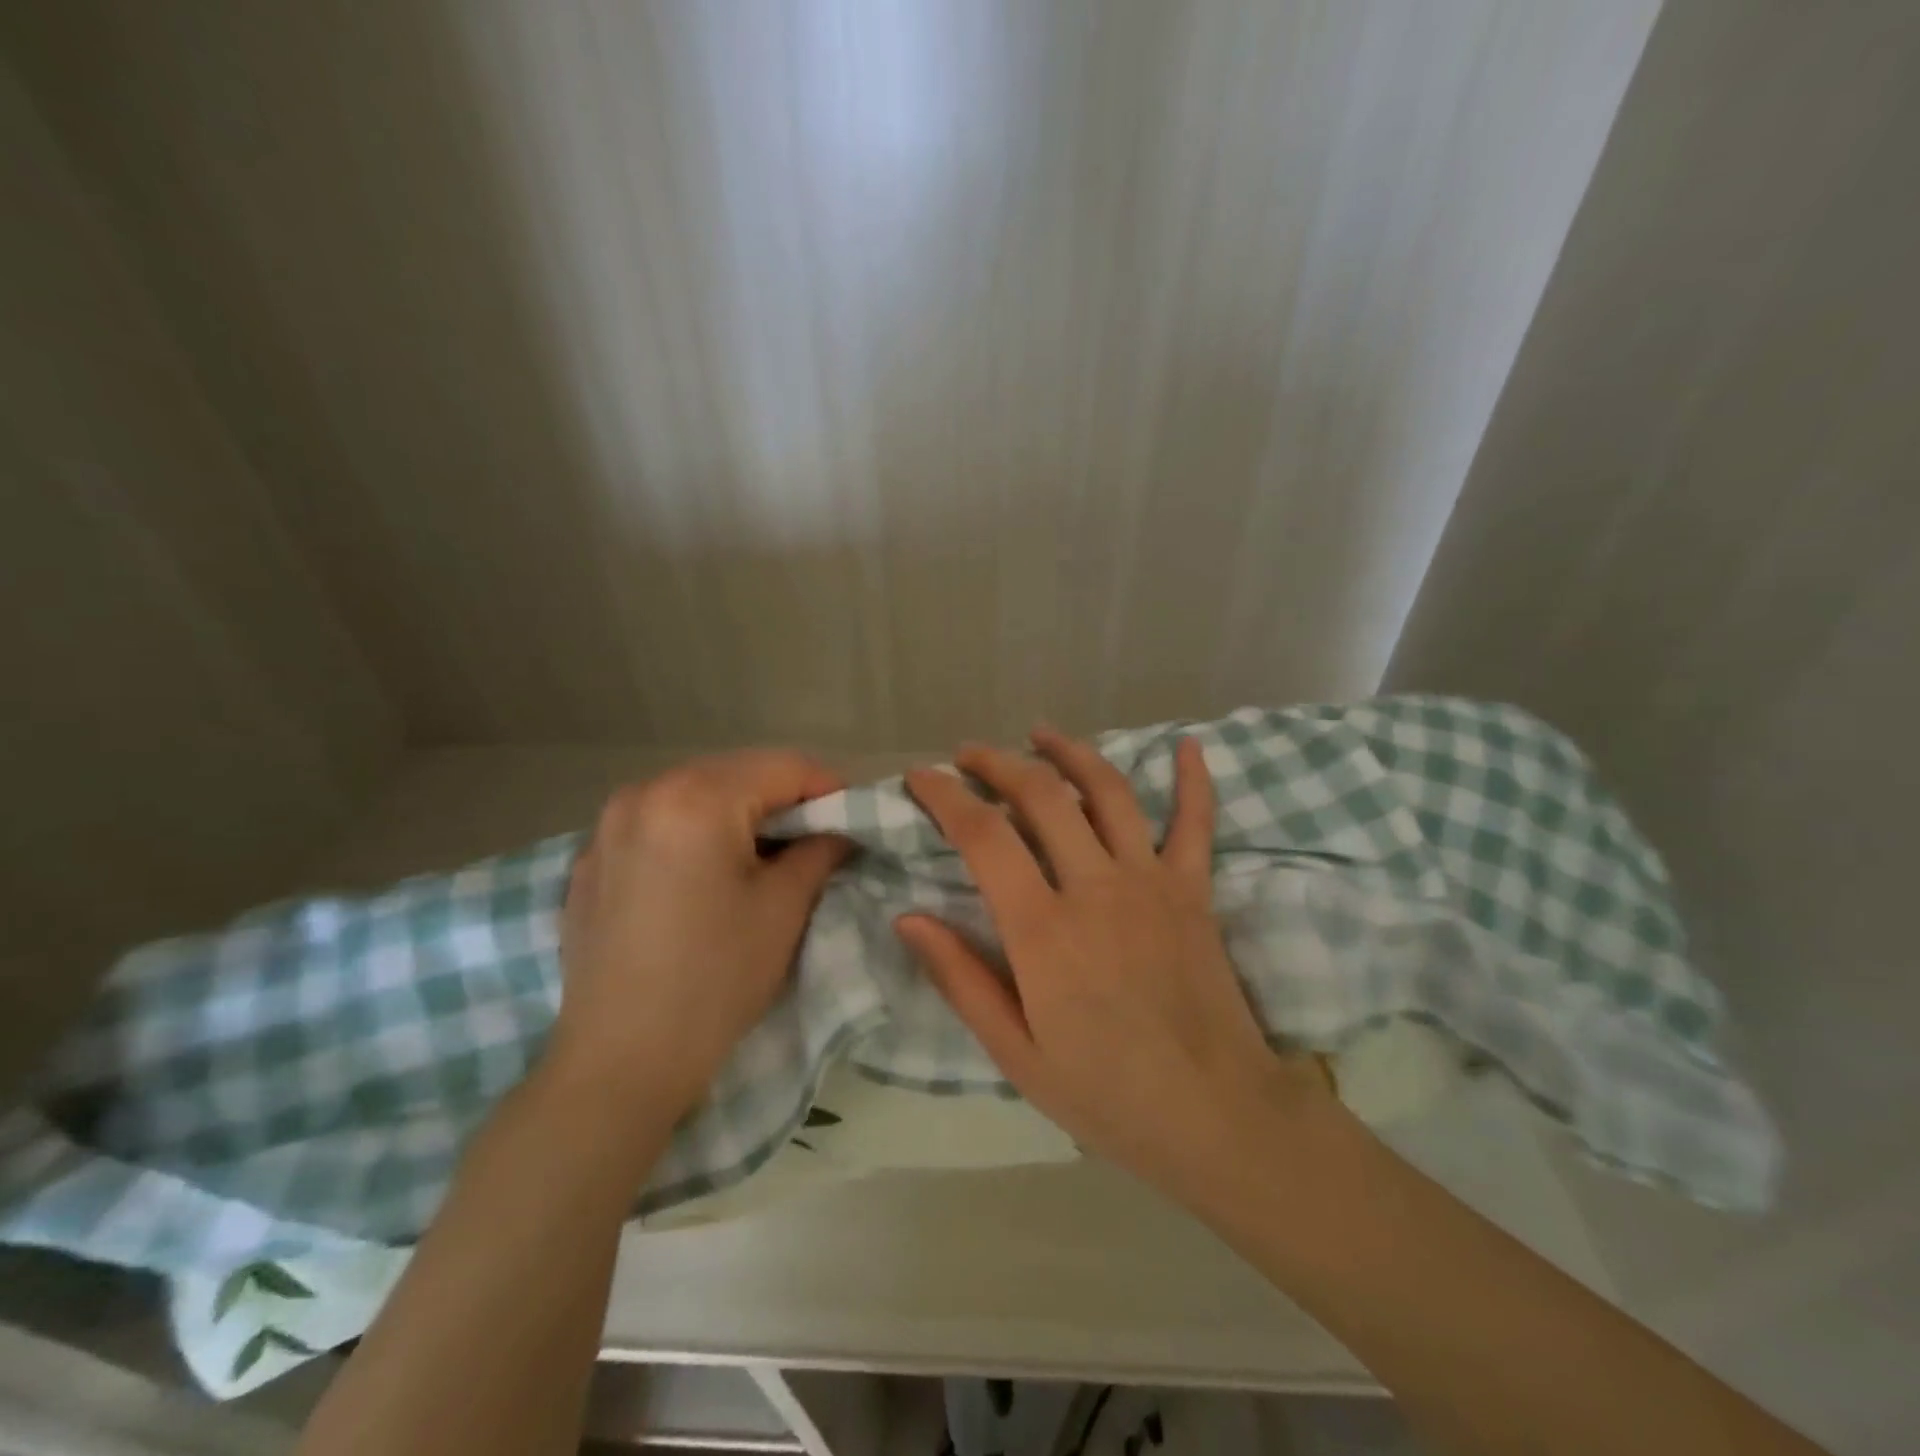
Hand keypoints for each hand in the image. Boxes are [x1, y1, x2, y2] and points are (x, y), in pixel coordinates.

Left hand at [552, 751, 850, 1119]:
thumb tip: (837, 831)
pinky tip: (709, 877)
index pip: (783, 766)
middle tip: (818, 837)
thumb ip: (820, 850)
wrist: (619, 1063)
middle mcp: (644, 793)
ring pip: (696, 795)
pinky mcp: (590, 860)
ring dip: (739, 814)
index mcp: (695, 797)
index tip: (856, 818)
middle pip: (736, 773)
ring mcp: (607, 826)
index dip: (830, 788)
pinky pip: (658, 824)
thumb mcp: (783, 908)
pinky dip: (695, 834)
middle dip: (784, 799)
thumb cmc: (715, 980)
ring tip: (767, 856)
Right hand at [896, 727, 1335, 1198]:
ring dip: (1071, 752)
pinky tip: (1187, 745)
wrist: (1216, 1117)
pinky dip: (1193, 781)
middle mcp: (1096, 887)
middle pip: (1041, 796)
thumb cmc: (1106, 1094)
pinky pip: (1196, 822)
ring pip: (1108, 791)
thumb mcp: (1015, 1052)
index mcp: (1043, 930)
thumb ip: (961, 979)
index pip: (983, 836)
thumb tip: (908, 917)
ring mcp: (1152, 881)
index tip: (920, 777)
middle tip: (969, 754)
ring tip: (1040, 734)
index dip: (945, 796)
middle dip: (998, 763)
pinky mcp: (1194, 890)